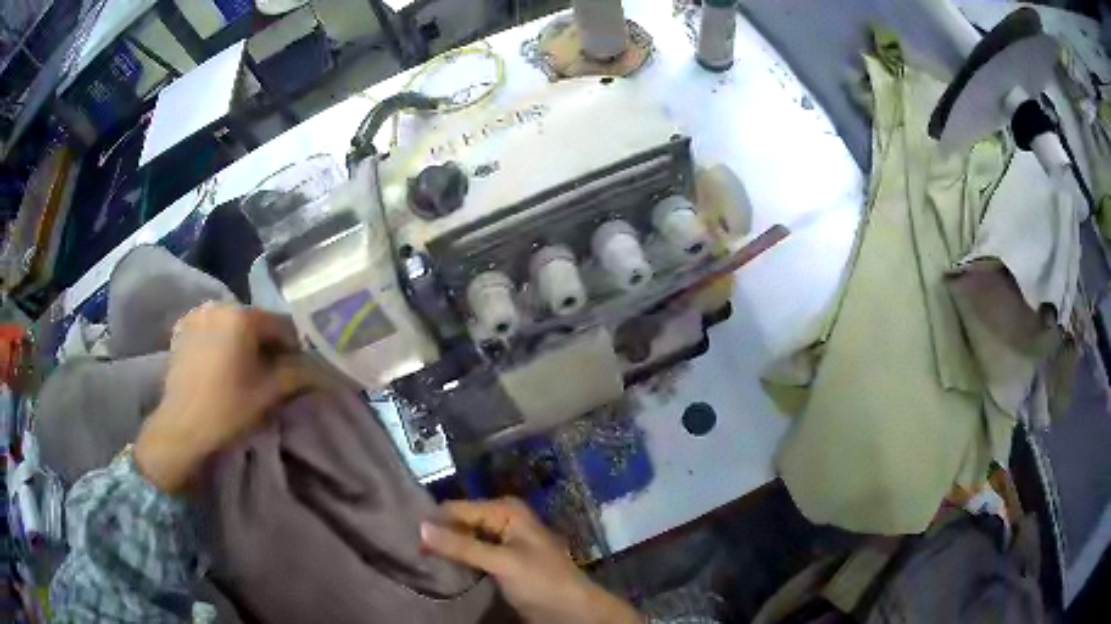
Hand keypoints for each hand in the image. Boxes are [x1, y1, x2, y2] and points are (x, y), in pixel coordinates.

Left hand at [135, 304, 313, 493]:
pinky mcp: (182, 330)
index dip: (294, 347)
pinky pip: (211, 330)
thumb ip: (298, 374)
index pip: (281, 323)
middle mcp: (218, 306)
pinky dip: (221, 342)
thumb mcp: (269, 393)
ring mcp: (197, 316)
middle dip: (266, 344)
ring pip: (232, 325)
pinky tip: (220, 366)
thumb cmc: (227, 409)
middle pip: (255, 321)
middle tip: (271, 373)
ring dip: (243, 342)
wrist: (182, 428)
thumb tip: (324, 369)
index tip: (298, 370)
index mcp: (242, 315)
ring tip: (243, 371)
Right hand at [420, 498, 640, 623]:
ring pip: (463, 539)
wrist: (572, 611)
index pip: (457, 509)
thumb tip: (420, 526)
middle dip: (439, 535)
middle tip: (412, 551)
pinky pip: (471, 555)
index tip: (407, 539)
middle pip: (459, 523)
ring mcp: (502, 541)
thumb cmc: (541, 581)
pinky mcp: (500, 561)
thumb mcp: (501, 562)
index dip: (433, 523)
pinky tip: (441, 569)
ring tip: (420, 560)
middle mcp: (502, 519)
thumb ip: (462, 546)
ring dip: (446, 549)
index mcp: (505, 510)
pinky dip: (457, 560)